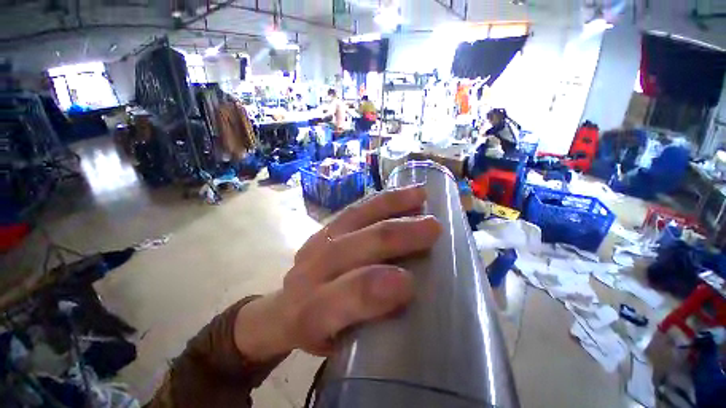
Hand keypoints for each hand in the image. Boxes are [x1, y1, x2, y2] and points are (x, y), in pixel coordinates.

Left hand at [233, 186, 441, 360]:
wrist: (284, 308)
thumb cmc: (319, 330)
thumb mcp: (339, 346)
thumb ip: (372, 327)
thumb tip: (411, 301)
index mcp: (309, 313)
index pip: (337, 300)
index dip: (372, 290)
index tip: (410, 282)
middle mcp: (309, 271)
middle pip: (349, 248)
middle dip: (393, 236)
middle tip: (432, 227)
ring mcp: (316, 242)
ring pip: (352, 218)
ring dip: (388, 206)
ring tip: (419, 195)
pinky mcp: (324, 227)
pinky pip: (353, 209)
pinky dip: (379, 200)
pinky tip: (399, 193)